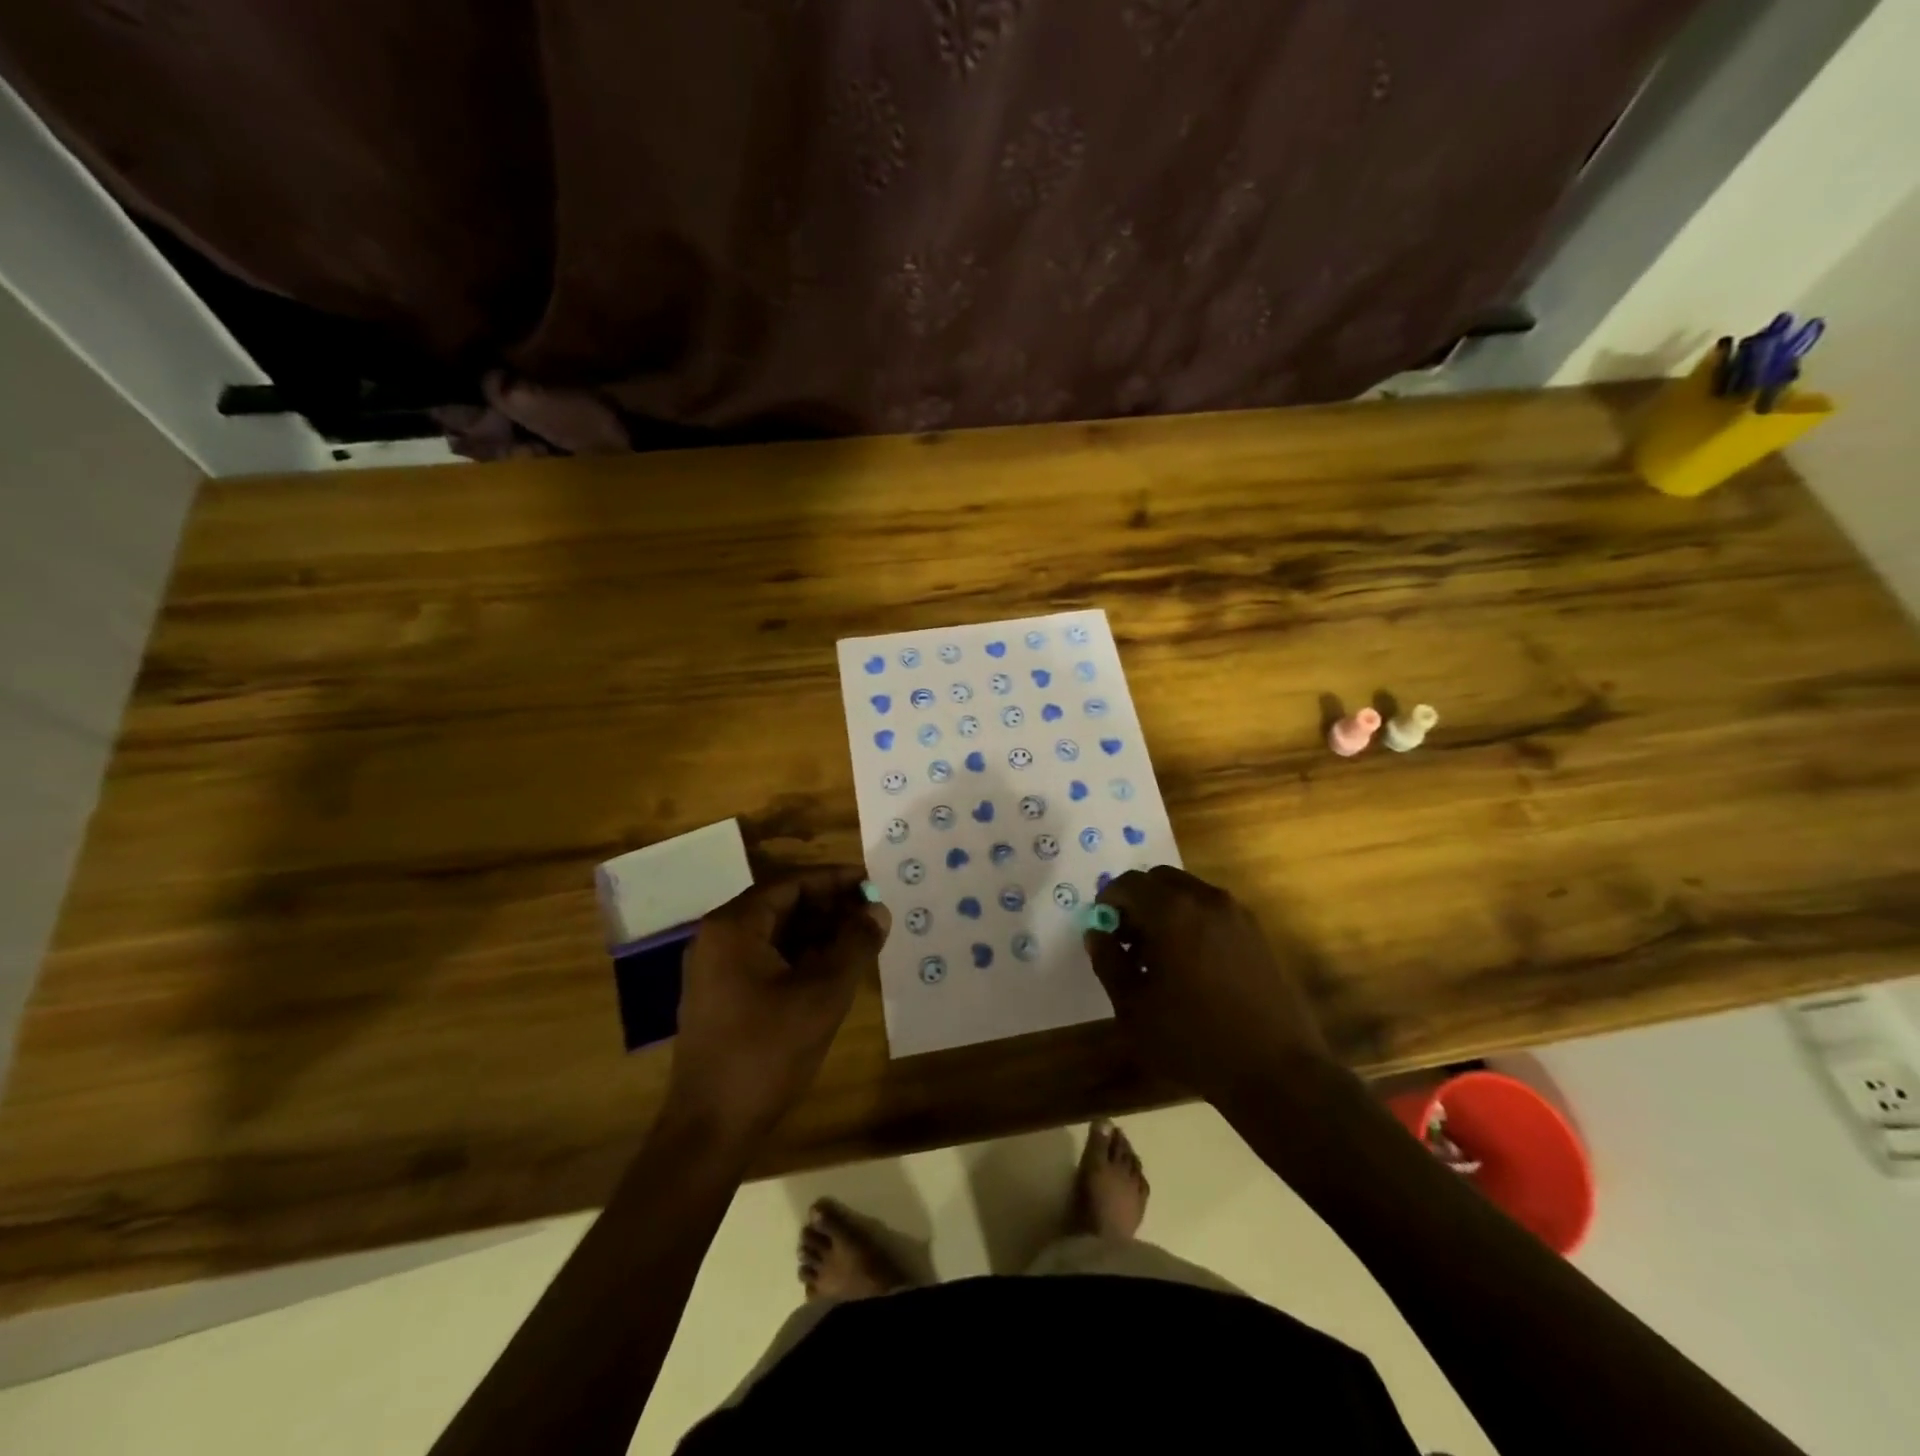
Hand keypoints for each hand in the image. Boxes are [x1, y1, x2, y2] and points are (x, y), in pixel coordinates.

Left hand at [667, 867, 888, 1144]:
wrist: (710, 1129)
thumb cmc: (767, 1052)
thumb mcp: (823, 994)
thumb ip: (855, 945)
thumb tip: (877, 910)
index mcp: (734, 927)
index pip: (791, 883)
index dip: (834, 880)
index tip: (871, 882)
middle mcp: (717, 938)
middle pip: (781, 904)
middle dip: (828, 906)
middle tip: (871, 912)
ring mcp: (714, 968)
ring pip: (774, 933)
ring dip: (816, 931)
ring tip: (859, 938)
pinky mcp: (720, 995)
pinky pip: (764, 958)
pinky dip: (798, 956)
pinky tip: (831, 969)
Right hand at [1085, 866, 1332, 1109]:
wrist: (1277, 1072)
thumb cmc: (1194, 1040)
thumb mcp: (1134, 1009)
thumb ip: (1109, 963)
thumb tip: (1096, 934)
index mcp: (1172, 912)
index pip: (1129, 883)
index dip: (1109, 901)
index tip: (1103, 929)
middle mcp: (1207, 900)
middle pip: (1160, 879)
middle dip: (1138, 901)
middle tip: (1128, 940)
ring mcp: (1238, 915)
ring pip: (1190, 893)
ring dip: (1166, 910)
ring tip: (1160, 957)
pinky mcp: (1258, 934)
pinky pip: (1214, 911)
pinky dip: (1194, 921)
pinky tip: (1193, 965)